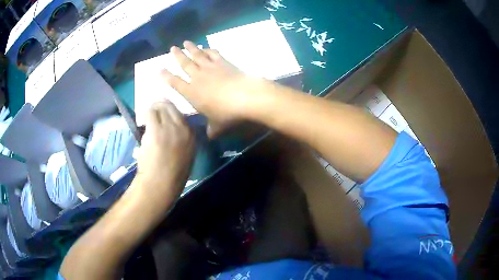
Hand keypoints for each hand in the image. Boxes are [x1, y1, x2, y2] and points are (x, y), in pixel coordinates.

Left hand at [137, 101, 194, 196]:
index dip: (170, 112)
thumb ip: (182, 141)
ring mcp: (170, 128)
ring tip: (148, 116)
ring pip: (160, 107)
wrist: (160, 184)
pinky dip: (145, 114)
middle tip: (153, 111)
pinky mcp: (156, 129)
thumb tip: (172, 131)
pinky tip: (142, 119)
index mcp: (192, 136)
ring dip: (153, 110)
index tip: (163, 114)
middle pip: (171, 107)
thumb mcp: (185, 156)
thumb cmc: (172, 176)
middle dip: (161, 107)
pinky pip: (150, 113)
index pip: (182, 114)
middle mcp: (183, 128)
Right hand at [161, 41, 263, 137]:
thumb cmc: (227, 113)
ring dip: (191, 48)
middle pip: (184, 64)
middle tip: (172, 48)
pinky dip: (208, 50)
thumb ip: (211, 130)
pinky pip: (213, 54)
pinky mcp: (223, 62)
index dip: (166, 76)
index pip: (175, 83)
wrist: (245, 97)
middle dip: (177, 56)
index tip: (160, 70)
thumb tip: (210, 136)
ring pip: (197, 55)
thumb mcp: (216, 126)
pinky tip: (206, 47)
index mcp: (191, 93)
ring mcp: (210, 68)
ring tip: (185, 42)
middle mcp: (197, 77)